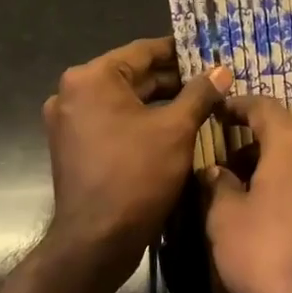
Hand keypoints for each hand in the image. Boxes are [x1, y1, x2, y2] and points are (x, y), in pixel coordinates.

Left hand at [43, 37, 230, 278]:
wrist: (96, 241)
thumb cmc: (137, 175)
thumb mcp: (176, 129)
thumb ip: (200, 93)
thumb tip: (222, 70)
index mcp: (92, 78)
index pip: (144, 51)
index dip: (181, 52)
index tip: (211, 53)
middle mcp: (73, 92)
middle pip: (133, 75)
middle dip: (173, 80)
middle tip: (212, 81)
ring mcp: (69, 121)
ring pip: (124, 100)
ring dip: (160, 101)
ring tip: (201, 103)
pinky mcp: (74, 145)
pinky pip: (113, 121)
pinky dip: (141, 121)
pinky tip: (174, 128)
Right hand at [202, 95, 291, 292]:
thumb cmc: (271, 257)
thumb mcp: (227, 221)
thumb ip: (219, 186)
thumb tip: (217, 172)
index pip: (264, 106)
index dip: (239, 105)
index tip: (220, 111)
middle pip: (287, 133)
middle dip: (256, 142)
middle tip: (229, 163)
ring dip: (279, 165)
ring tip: (252, 191)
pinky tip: (282, 213)